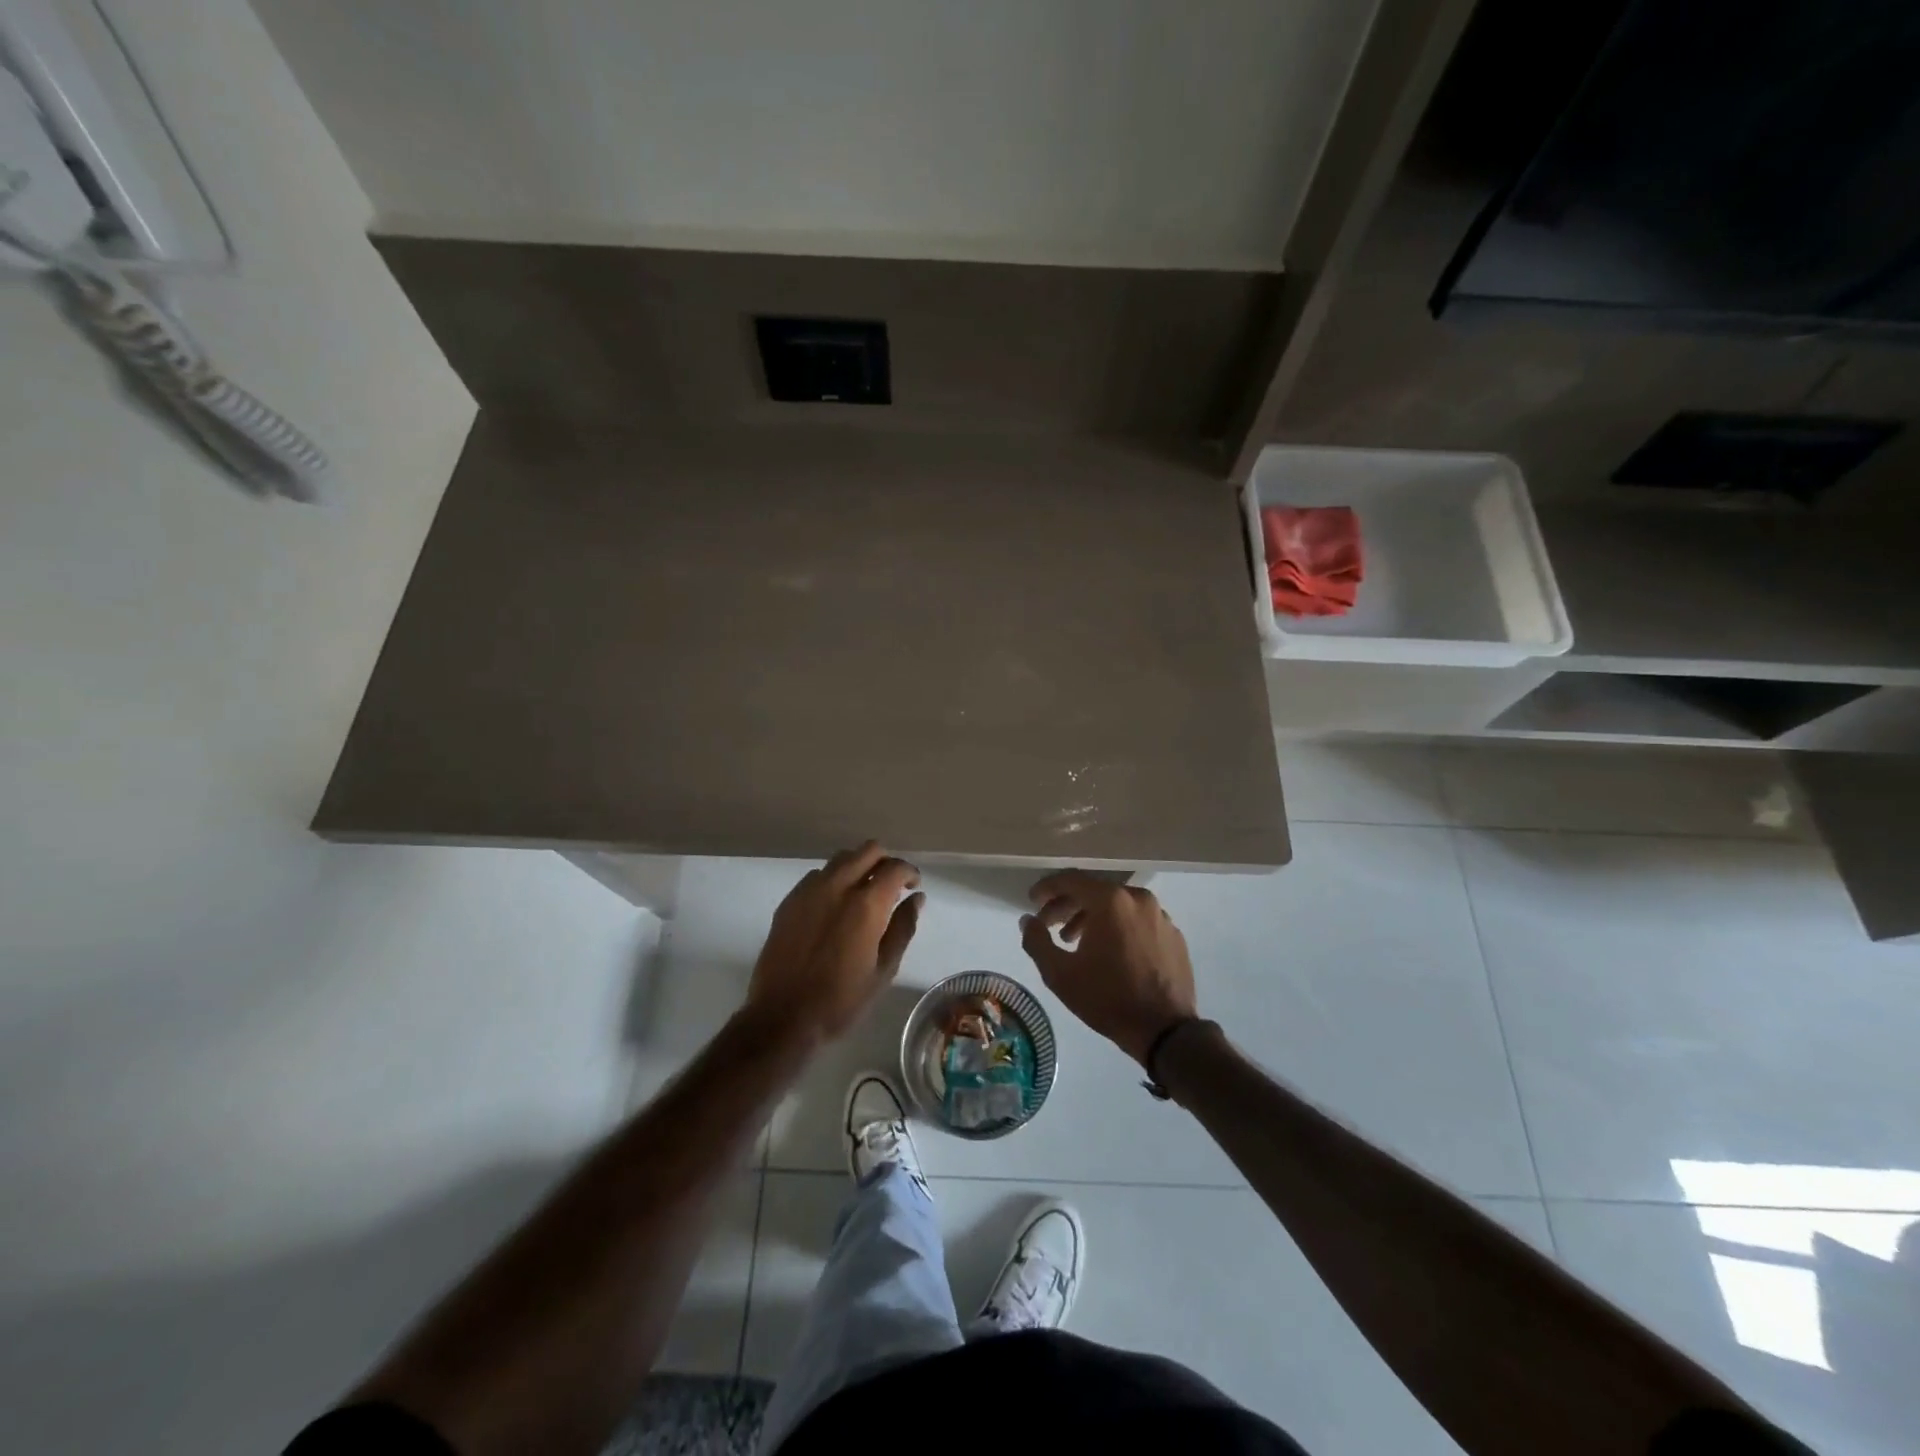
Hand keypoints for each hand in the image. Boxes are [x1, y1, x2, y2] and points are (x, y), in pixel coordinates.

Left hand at [746, 842, 923, 1044]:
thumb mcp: (884, 970)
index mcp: (866, 905)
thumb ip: (903, 928)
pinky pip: (817, 876)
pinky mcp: (789, 902)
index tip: (914, 885)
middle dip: (885, 861)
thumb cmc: (841, 1000)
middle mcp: (837, 887)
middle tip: (892, 883)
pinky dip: (833, 880)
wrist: (783, 1018)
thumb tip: (917, 898)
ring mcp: (809, 891)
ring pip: (841, 859)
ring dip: (858, 866)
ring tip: (864, 892)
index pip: (895, 868)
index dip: (909, 872)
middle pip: (867, 851)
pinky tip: (834, 906)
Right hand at [1019, 873, 1197, 1066]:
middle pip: (1095, 891)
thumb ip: (1036, 941)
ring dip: (1092, 917)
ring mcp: (1160, 916)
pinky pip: (1137, 921)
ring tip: (1074, 941)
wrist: (1164, 1031)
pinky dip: (1118, 928)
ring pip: (1118, 906)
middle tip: (1048, 924)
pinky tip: (1108, 952)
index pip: (1071, 880)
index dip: (1047, 888)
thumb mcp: (1059, 974)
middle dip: (1067, 905)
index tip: (1032, 900)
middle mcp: (1138, 898)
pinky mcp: (1173, 935)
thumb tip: (1028, 920)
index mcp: (1111, 901)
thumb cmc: (1107, 998)